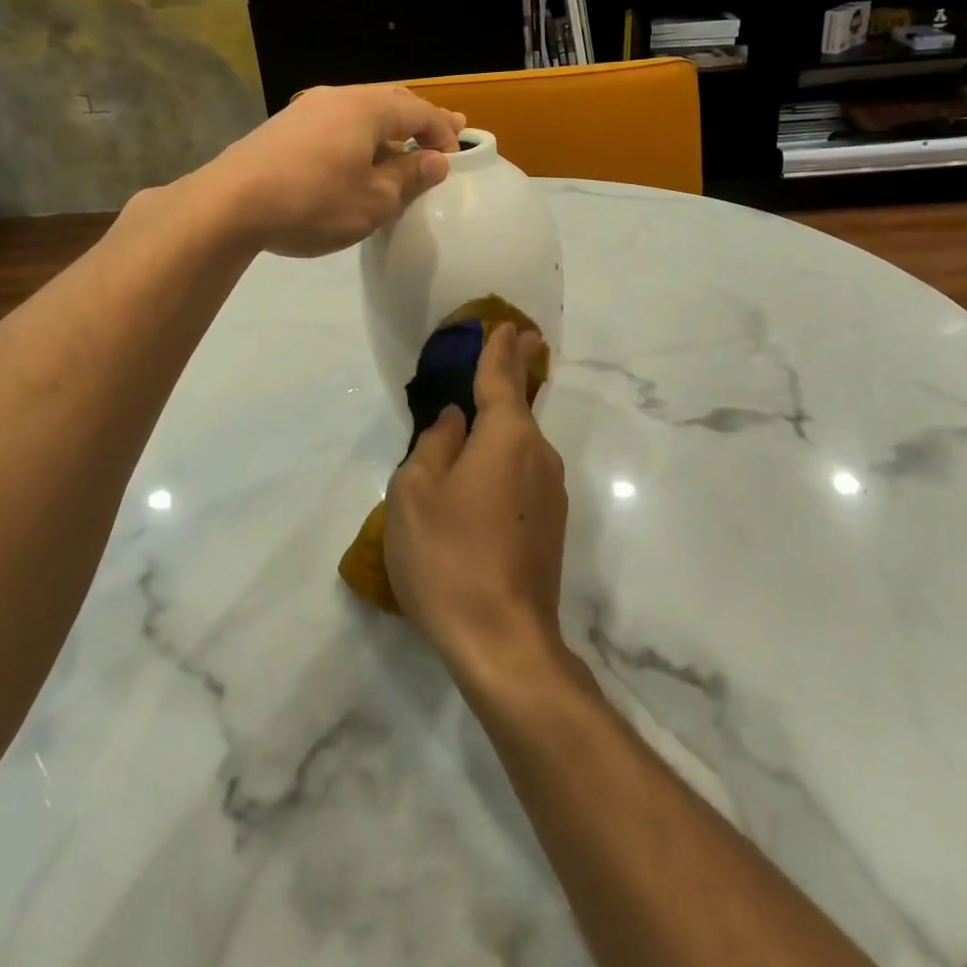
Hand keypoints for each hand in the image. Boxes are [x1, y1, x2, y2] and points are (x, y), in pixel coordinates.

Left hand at [207, 85, 464, 257]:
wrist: (230, 204)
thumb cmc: (314, 202)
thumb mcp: (374, 200)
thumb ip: (409, 176)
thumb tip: (435, 161)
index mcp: (367, 108)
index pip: (419, 112)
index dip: (443, 133)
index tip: (457, 156)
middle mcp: (338, 97)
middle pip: (391, 102)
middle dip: (419, 120)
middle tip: (444, 134)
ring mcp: (306, 109)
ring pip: (361, 111)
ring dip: (387, 129)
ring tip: (402, 146)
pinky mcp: (284, 128)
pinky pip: (336, 124)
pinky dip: (359, 137)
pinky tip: (356, 158)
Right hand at [384, 324, 568, 688]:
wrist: (504, 642)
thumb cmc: (449, 556)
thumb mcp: (415, 492)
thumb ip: (433, 445)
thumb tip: (454, 422)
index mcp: (507, 437)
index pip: (501, 378)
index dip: (499, 349)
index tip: (507, 325)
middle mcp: (538, 455)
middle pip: (519, 408)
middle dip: (513, 374)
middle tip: (515, 343)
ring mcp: (550, 494)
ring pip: (520, 446)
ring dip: (503, 427)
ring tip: (475, 423)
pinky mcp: (550, 526)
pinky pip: (523, 475)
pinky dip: (505, 462)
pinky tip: (482, 481)